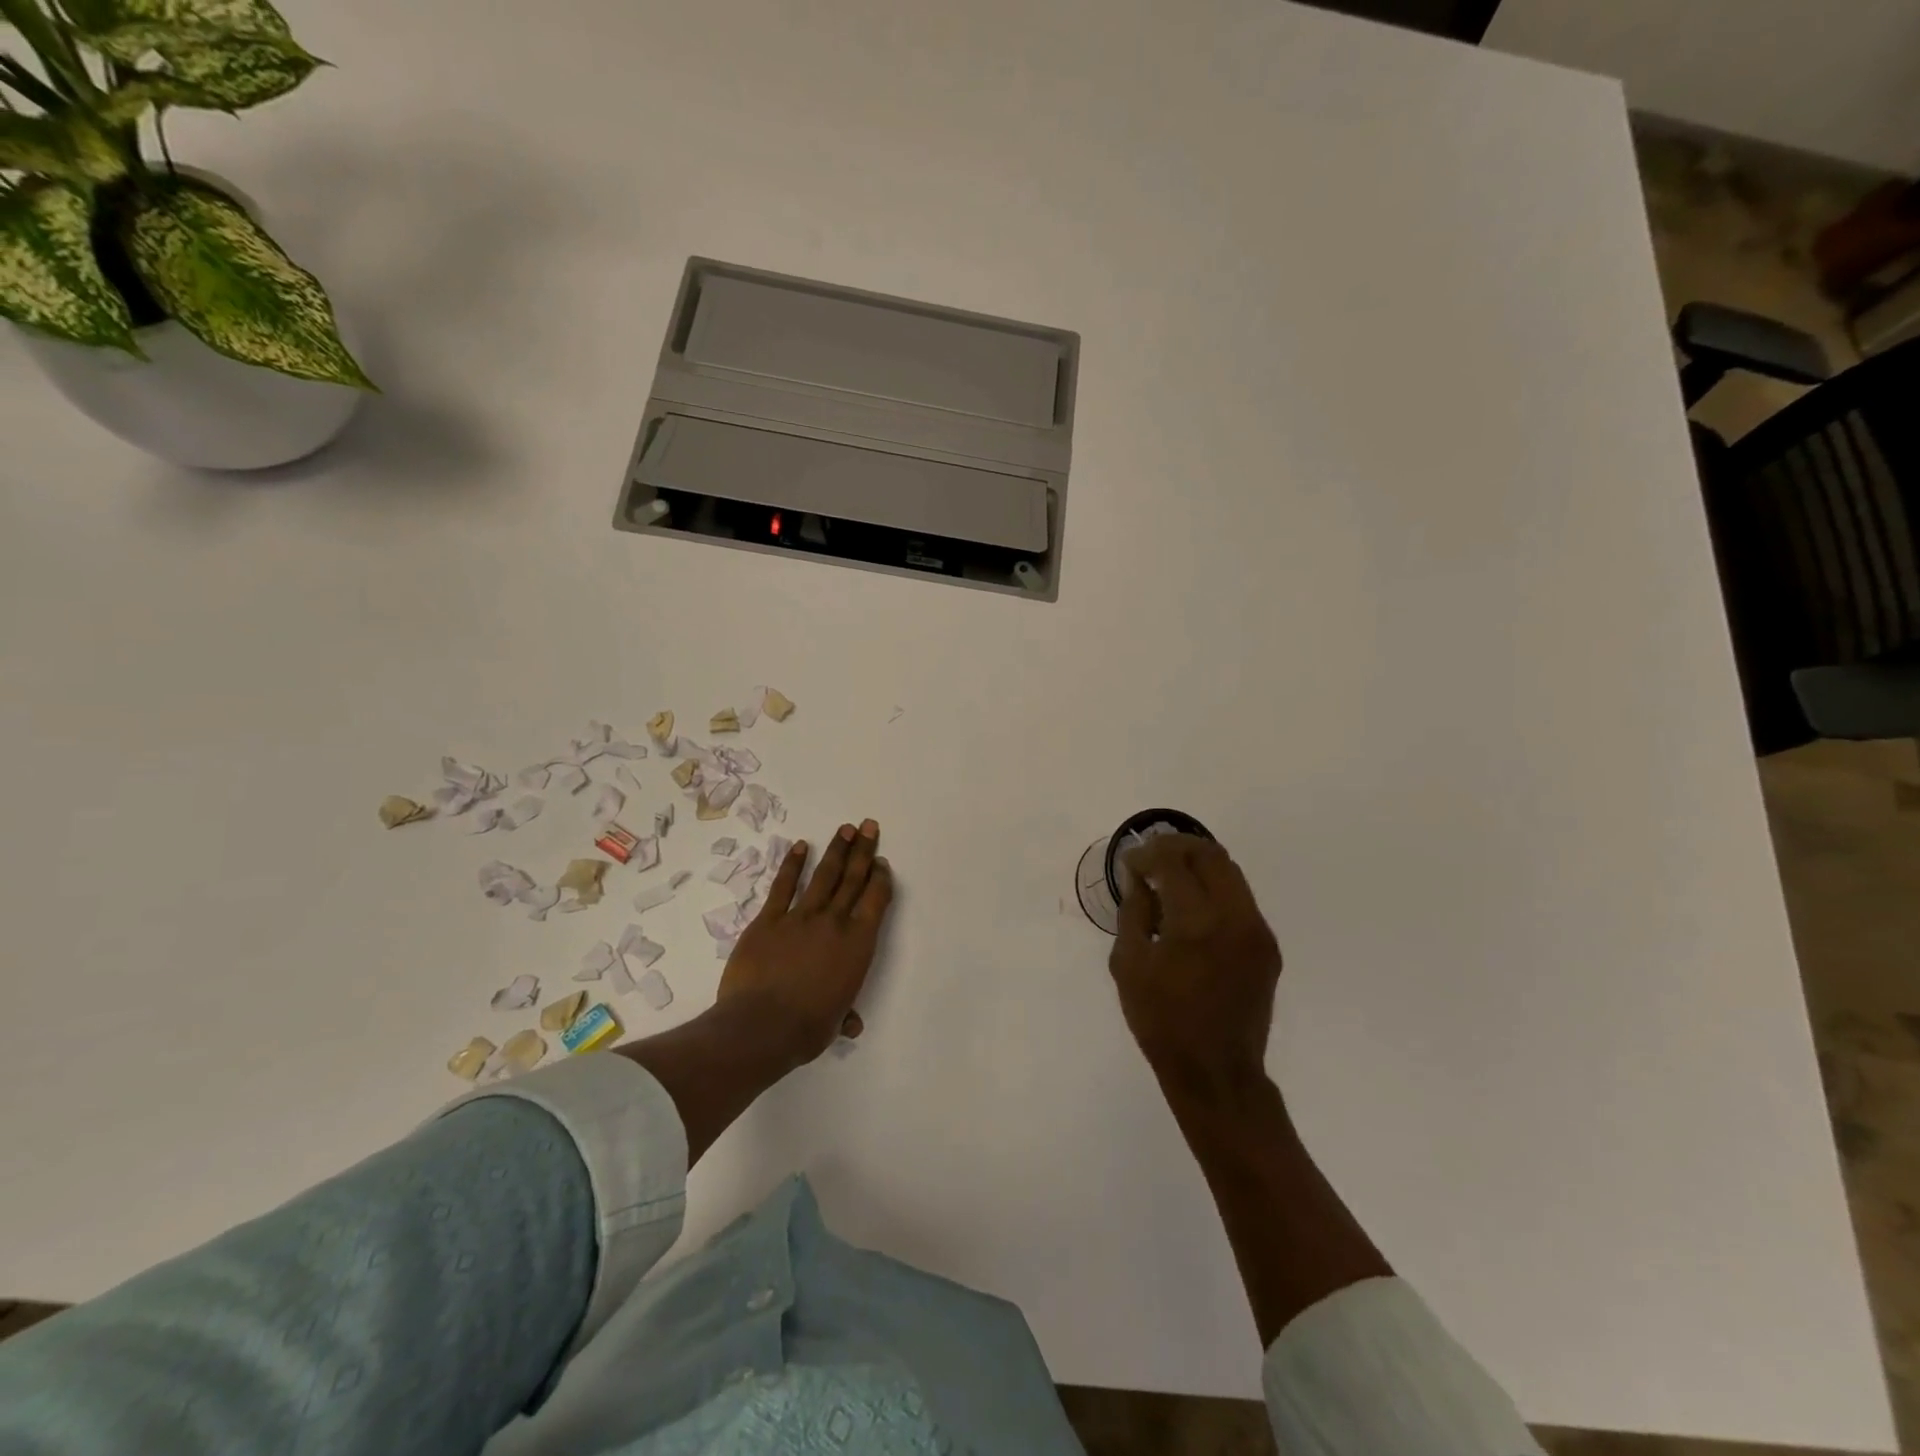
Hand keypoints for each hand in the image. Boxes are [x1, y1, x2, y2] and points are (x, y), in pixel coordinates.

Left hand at [717, 820, 892, 1065]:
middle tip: (868, 826)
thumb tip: (850, 1024)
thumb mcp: (835, 1021)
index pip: (875, 900)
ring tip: (844, 829)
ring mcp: (800, 917)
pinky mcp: (769, 920)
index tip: (881, 862)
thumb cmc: (807, 1028)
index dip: (879, 878)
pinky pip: (783, 886)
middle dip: (863, 851)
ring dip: (836, 850)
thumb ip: (844, 1013)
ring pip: (823, 876)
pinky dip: (792, 865)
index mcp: (857, 944)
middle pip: (852, 879)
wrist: (761, 1025)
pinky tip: (800, 847)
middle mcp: (833, 922)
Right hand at [1108, 834, 1282, 1098]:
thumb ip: (1134, 913)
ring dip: (1199, 865)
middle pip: (1211, 855)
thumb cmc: (1162, 1022)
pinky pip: (1240, 900)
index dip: (1148, 854)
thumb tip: (1139, 879)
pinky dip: (1214, 890)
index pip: (1173, 863)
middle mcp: (1235, 917)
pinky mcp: (1267, 947)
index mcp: (1196, 922)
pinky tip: (1192, 908)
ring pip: (1231, 873)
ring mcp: (1257, 931)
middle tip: (1152, 857)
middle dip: (1178, 847)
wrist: (1216, 1072)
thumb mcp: (1129, 965)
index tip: (1130, 862)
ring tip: (1171, 877)